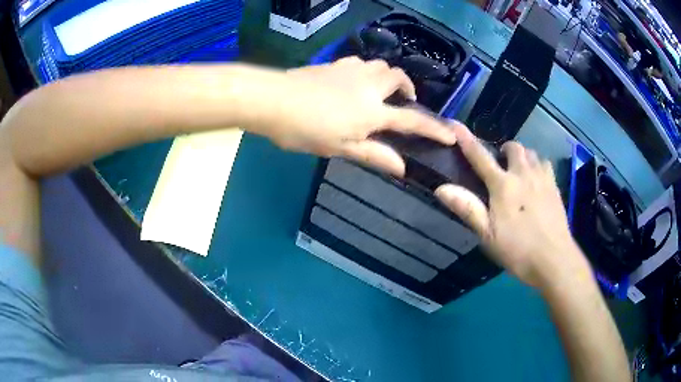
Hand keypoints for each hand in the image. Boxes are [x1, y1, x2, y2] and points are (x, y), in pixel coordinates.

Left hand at [251, 57, 456, 175]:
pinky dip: (367, 71)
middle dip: (407, 88)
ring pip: (380, 65)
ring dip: (388, 76)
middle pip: (398, 78)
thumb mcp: (340, 148)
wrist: (272, 100)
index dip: (433, 129)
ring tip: (381, 90)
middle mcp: (367, 86)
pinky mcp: (334, 64)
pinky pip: (360, 62)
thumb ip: (373, 155)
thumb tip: (402, 167)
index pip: (411, 121)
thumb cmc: (304, 129)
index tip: (450, 134)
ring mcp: (350, 70)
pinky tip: (356, 82)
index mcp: (372, 111)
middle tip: (404, 101)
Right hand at [435, 125, 589, 288]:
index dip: (466, 139)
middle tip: (500, 165)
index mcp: (503, 186)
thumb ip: (467, 208)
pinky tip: (536, 179)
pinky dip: (537, 164)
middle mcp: (523, 174)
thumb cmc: (518, 250)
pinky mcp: (555, 186)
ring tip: (519, 171)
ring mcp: (542, 178)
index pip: (480, 157)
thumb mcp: (488, 235)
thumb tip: (442, 188)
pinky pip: (545, 164)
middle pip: (513, 147)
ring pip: (531, 153)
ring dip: (522, 156)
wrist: (554, 259)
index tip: (455, 124)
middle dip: (504, 150)